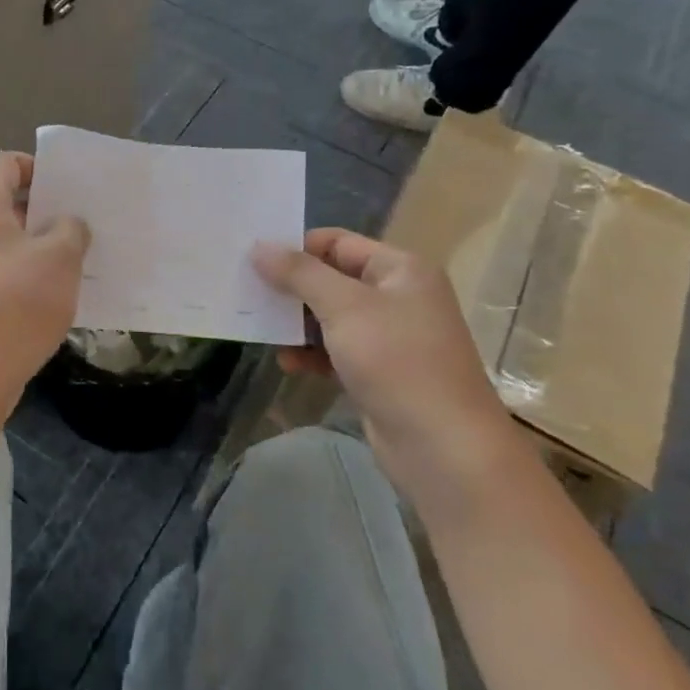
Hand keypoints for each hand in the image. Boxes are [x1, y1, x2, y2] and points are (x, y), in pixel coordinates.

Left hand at [0, 152, 89, 394]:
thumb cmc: (15, 304)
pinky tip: (50, 293)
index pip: (8, 163)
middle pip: (3, 200)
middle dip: (44, 210)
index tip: (73, 191)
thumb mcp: (60, 258)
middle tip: (82, 225)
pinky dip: (19, 272)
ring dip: (34, 244)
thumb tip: (66, 224)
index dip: (42, 169)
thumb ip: (71, 228)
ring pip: (0, 238)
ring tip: (74, 260)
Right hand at [252, 229, 527, 498]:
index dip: (297, 247)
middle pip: (332, 279)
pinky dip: (311, 354)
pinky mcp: (379, 373)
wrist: (442, 446)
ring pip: (331, 318)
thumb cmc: (397, 361)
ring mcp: (389, 337)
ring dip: (298, 324)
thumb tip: (259, 246)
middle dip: (292, 288)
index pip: (338, 242)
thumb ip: (299, 274)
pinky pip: (336, 351)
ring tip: (261, 330)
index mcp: (400, 269)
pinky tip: (287, 363)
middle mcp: (398, 297)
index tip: (253, 259)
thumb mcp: (344, 307)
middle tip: (248, 294)